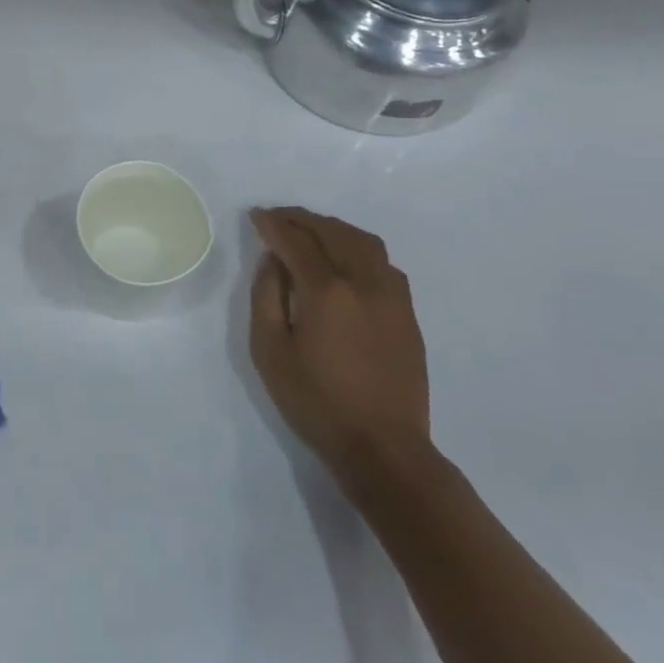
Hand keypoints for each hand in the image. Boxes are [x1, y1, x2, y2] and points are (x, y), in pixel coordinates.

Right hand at [248, 208, 431, 488]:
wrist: (382, 446)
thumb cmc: (314, 401)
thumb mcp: (269, 350)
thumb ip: (266, 296)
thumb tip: (273, 260)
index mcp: (327, 291)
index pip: (296, 242)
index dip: (273, 225)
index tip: (256, 216)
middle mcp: (364, 283)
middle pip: (333, 233)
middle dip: (302, 219)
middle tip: (277, 217)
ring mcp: (392, 297)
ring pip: (364, 242)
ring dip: (333, 228)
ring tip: (310, 230)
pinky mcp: (407, 314)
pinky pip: (383, 263)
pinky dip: (358, 248)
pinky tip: (344, 259)